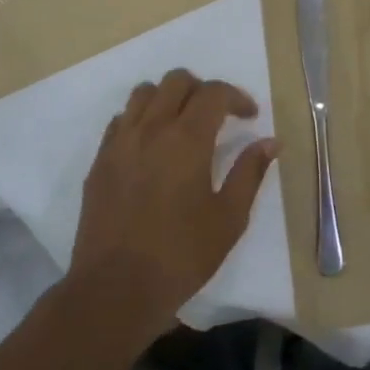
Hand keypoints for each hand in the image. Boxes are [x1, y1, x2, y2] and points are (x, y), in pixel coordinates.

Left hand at [69, 70, 276, 338]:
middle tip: (217, 117)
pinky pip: (121, 120)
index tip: (249, 118)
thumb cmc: (181, 256)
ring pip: (143, 93)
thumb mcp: (229, 218)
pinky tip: (152, 147)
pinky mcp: (99, 161)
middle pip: (176, 81)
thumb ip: (249, 173)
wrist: (115, 289)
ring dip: (168, 98)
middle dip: (202, 90)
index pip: (213, 93)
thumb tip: (270, 142)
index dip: (236, 97)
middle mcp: (151, 129)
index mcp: (186, 140)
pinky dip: (141, 118)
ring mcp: (119, 143)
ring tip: (182, 125)